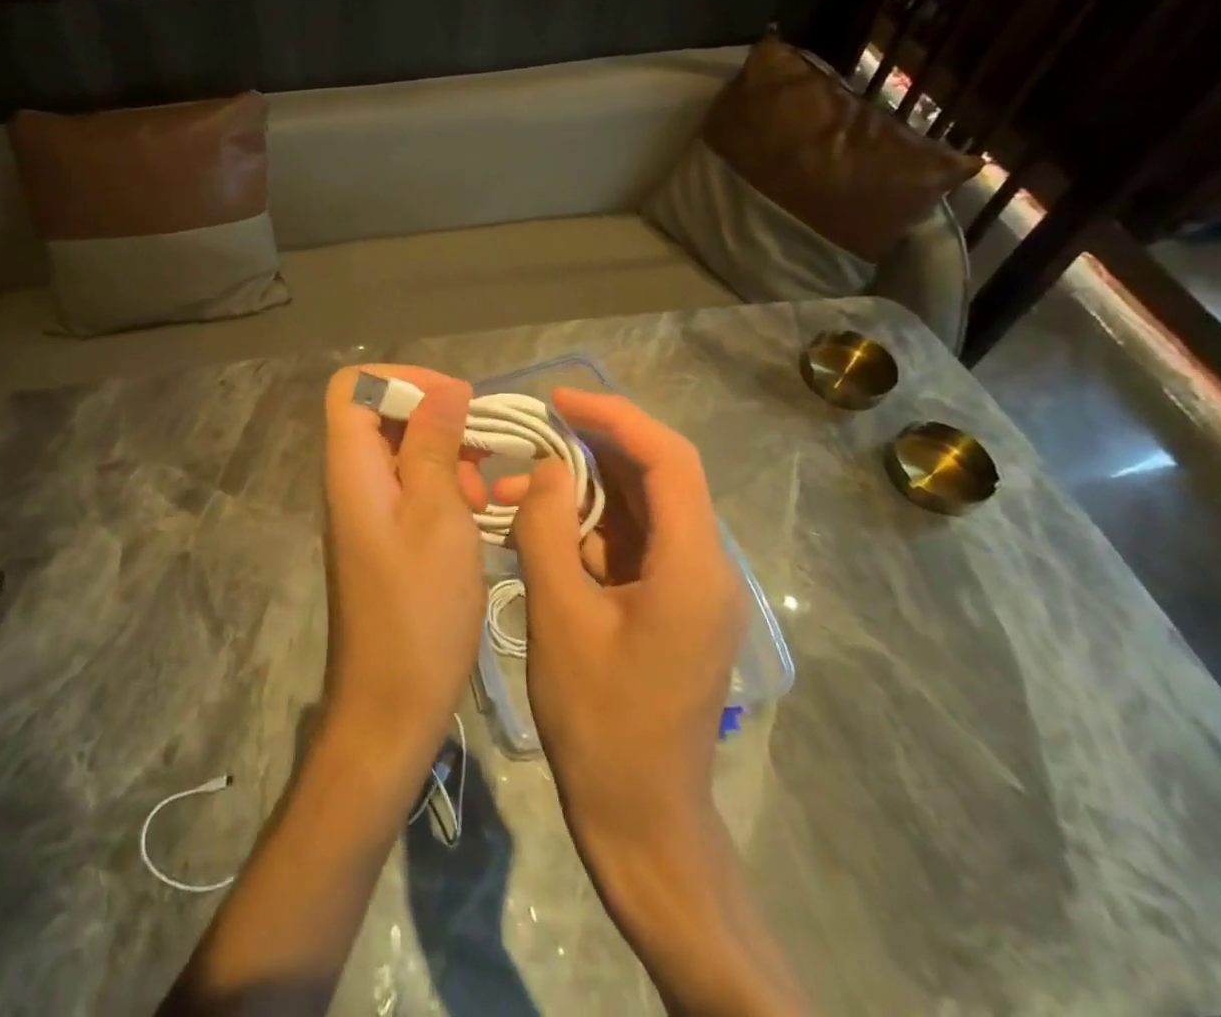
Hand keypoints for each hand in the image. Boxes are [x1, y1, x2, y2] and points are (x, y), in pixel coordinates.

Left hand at [319, 364, 487, 773]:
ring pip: (403, 452)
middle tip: (483, 451)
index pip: (353, 387)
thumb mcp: (438, 517)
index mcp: (352, 468)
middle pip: (382, 416)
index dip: (402, 379)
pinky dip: (446, 488)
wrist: (390, 708)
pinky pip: (412, 489)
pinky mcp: (385, 537)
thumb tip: (444, 386)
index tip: (456, 400)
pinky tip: (481, 514)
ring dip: (448, 456)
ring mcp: (367, 511)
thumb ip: (435, 445)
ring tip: (487, 489)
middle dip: (437, 419)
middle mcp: (352, 481)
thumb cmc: (419, 612)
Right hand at [502, 391, 810, 1015]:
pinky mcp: (669, 607)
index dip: (616, 417)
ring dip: (581, 492)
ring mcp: (688, 590)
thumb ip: (549, 529)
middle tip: (530, 437)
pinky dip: (586, 529)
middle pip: (656, 478)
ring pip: (637, 511)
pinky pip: (629, 546)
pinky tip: (538, 532)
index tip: (559, 401)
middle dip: (592, 450)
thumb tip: (548, 468)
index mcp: (692, 567)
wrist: (640, 819)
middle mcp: (704, 568)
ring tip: (516, 488)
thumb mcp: (559, 615)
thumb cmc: (599, 720)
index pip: (668, 460)